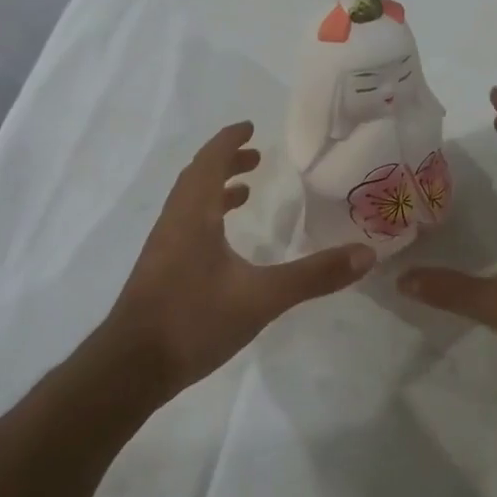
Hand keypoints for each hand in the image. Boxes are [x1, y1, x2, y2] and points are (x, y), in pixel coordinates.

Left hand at [107, 122, 374, 392]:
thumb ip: (313, 276)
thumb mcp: (262, 298)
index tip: (250, 127)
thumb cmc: (193, 320)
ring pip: (189, 204)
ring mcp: (163, 249)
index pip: (209, 162)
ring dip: (215, 190)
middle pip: (197, 178)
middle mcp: (174, 222)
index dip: (229, 141)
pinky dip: (207, 218)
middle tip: (256, 158)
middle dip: (225, 162)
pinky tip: (224, 246)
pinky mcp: (160, 273)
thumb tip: (365, 254)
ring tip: (245, 192)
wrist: (131, 369)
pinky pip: (185, 227)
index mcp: (194, 215)